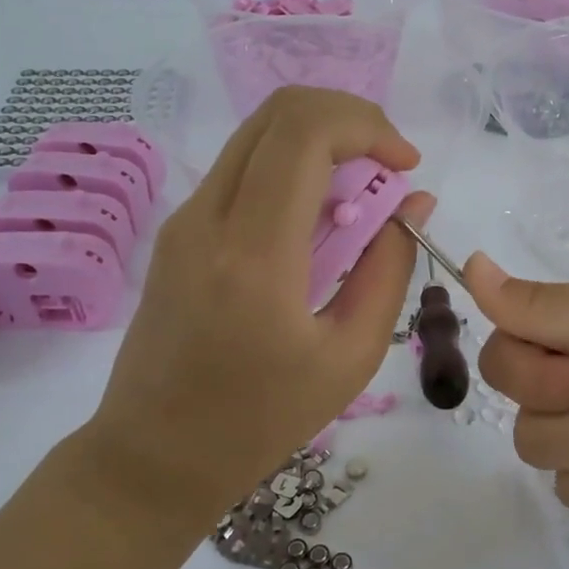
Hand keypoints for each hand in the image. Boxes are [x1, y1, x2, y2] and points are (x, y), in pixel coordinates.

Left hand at [82, 88, 432, 530]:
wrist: (154, 457)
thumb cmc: (260, 421)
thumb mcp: (349, 355)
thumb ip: (389, 267)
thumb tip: (414, 202)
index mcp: (255, 255)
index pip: (306, 133)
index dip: (369, 126)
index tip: (406, 165)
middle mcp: (208, 217)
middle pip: (280, 112)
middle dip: (349, 118)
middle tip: (389, 165)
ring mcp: (185, 218)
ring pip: (259, 132)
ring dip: (322, 140)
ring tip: (361, 195)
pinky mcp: (178, 229)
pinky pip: (244, 167)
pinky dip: (293, 167)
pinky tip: (319, 220)